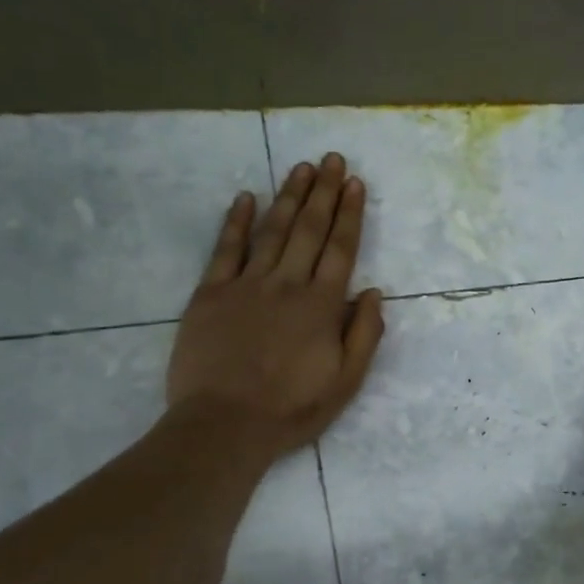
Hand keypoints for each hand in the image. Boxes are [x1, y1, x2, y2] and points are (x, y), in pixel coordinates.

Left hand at [165, 153, 384, 456]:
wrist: (225, 425)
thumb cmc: (292, 408)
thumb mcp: (346, 382)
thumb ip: (364, 335)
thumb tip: (374, 292)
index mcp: (322, 306)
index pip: (341, 249)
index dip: (349, 214)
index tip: (355, 183)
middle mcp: (287, 285)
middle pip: (309, 230)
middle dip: (323, 192)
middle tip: (332, 159)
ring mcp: (246, 285)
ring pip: (272, 231)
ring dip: (289, 196)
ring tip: (302, 167)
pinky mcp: (210, 294)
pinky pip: (225, 250)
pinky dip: (236, 222)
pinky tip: (246, 197)